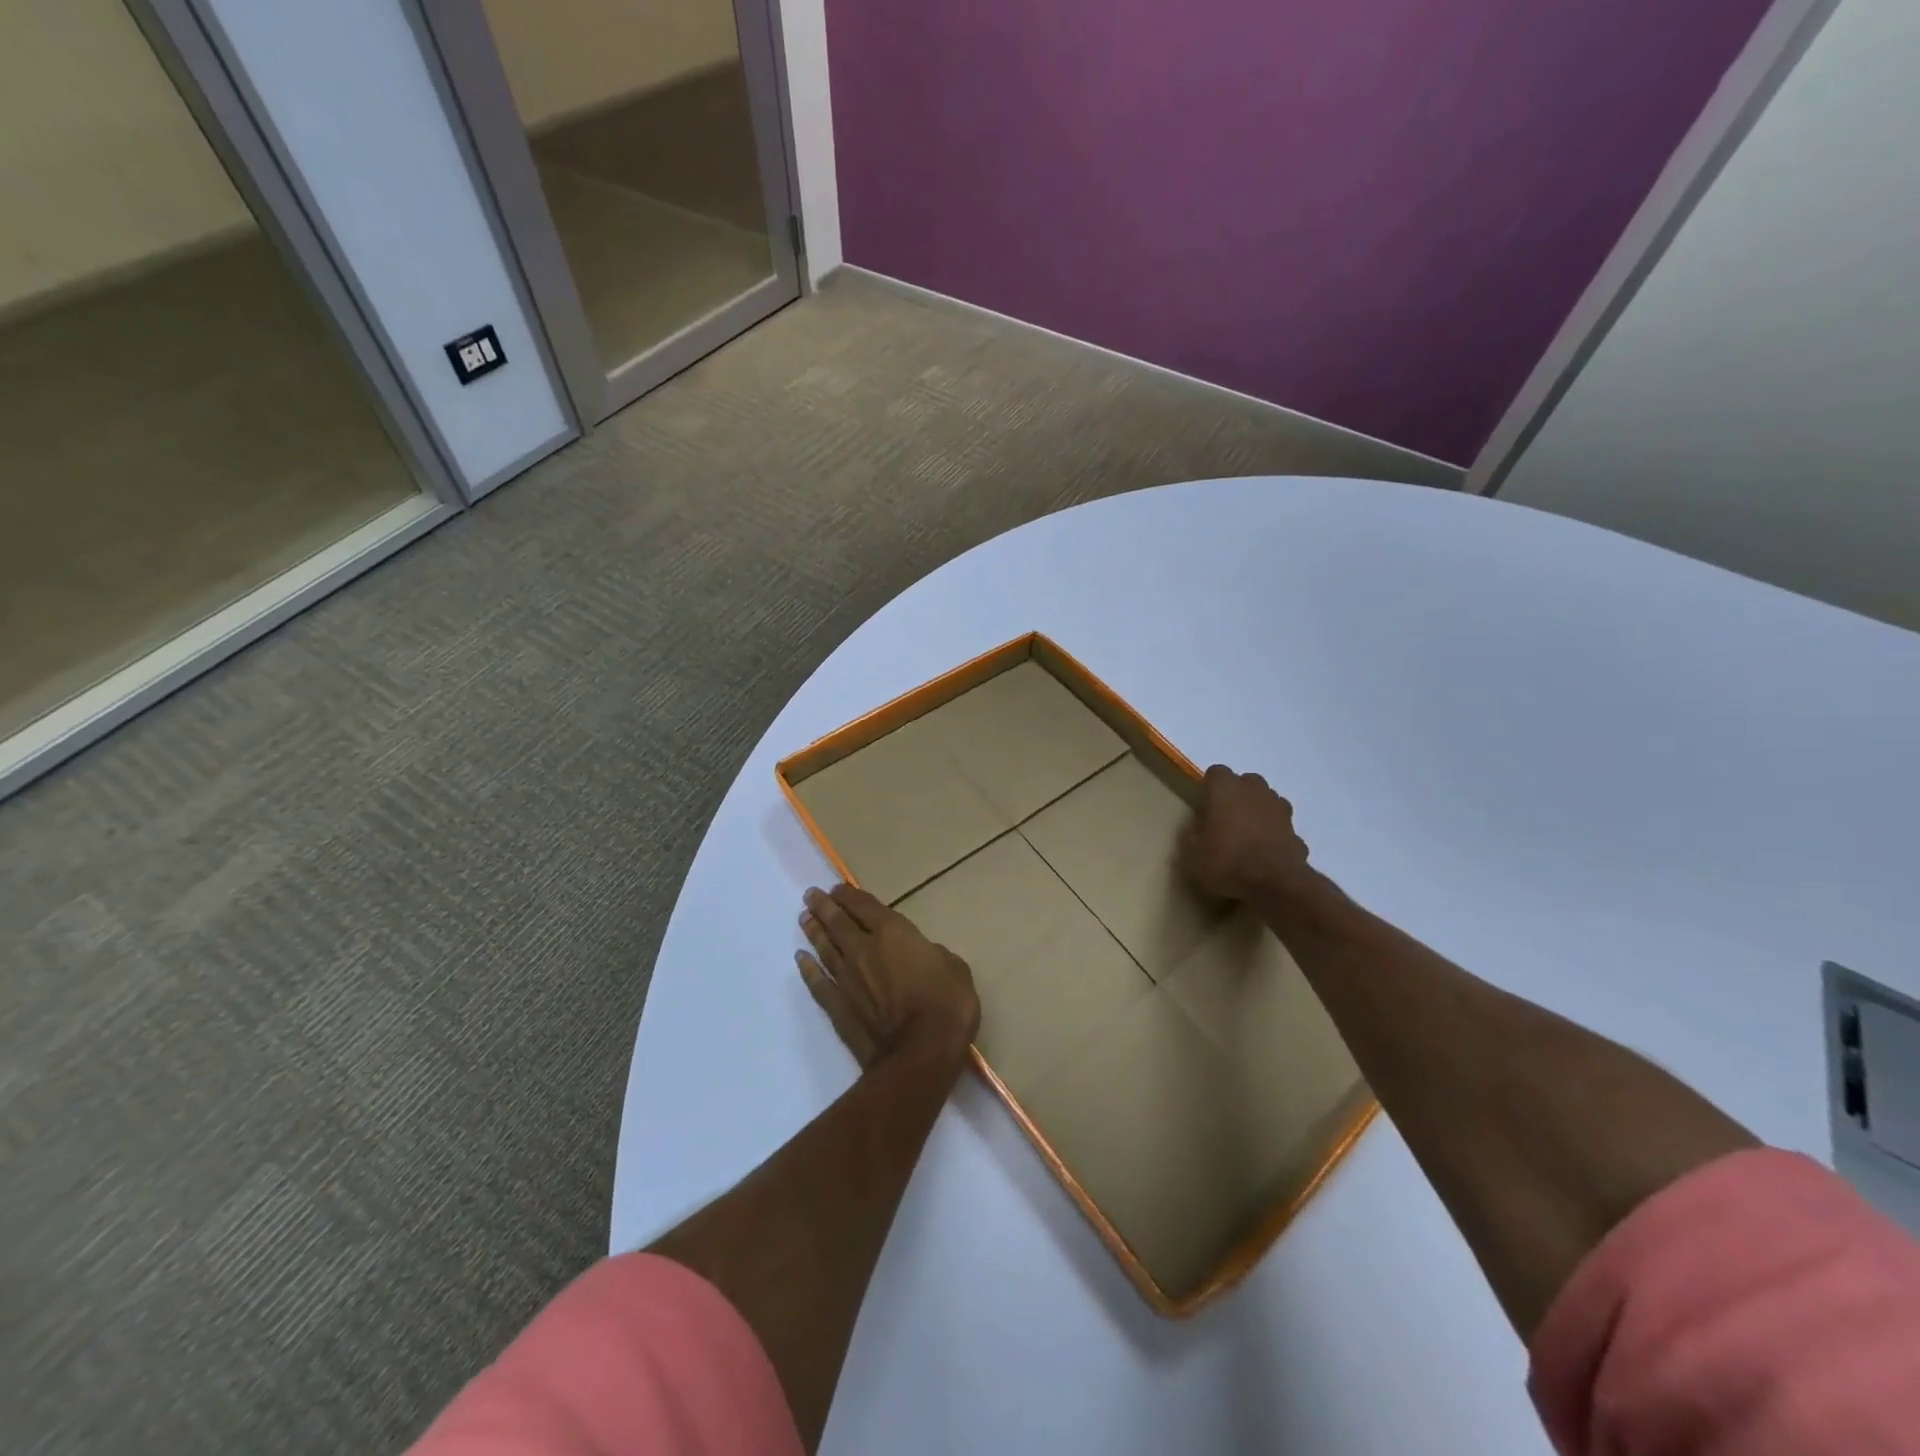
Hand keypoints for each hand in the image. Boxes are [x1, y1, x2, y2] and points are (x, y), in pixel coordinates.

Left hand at [797, 885, 979, 1069]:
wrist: (920, 1054)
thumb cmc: (946, 1005)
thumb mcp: (955, 969)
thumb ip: (934, 955)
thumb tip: (924, 955)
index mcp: (894, 934)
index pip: (866, 907)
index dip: (850, 895)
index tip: (837, 888)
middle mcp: (864, 950)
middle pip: (839, 923)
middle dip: (824, 907)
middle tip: (810, 895)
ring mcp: (847, 980)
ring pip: (825, 949)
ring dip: (814, 932)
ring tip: (804, 919)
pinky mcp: (838, 1008)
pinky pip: (818, 983)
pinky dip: (808, 970)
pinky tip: (801, 960)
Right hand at [1178, 764, 1320, 905]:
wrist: (1275, 883)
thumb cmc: (1226, 861)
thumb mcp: (1191, 855)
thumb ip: (1191, 836)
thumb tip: (1194, 830)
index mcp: (1225, 788)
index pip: (1215, 774)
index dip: (1208, 791)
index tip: (1203, 810)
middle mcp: (1254, 790)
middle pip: (1245, 783)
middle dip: (1236, 797)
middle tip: (1224, 822)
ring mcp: (1280, 809)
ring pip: (1266, 802)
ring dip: (1257, 813)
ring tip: (1246, 838)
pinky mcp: (1297, 831)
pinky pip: (1280, 827)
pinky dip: (1274, 836)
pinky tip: (1265, 856)